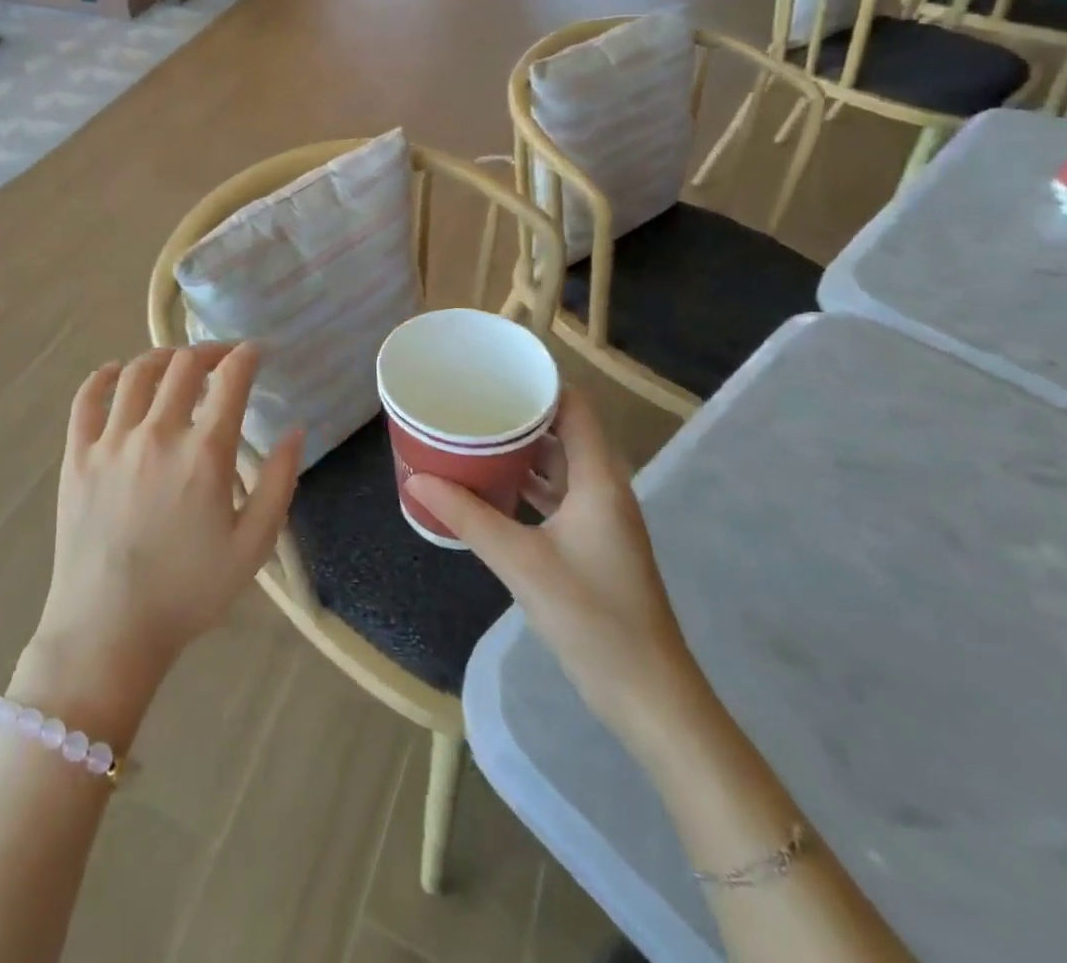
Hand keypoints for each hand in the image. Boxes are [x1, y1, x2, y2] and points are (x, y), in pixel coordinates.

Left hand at [22, 344, 302, 728]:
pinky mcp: (77, 455)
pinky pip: (86, 399)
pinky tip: (115, 373)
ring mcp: (111, 440)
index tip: (257, 351)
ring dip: (162, 357)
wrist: (109, 629)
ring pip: (136, 372)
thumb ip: (280, 483)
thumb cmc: (188, 592)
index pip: (231, 379)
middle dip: (209, 351)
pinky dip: (103, 376)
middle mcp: (158, 432)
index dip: (248, 355)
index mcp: (205, 453)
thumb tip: (295, 430)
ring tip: (176, 362)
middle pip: (184, 365)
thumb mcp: (253, 546)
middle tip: (222, 358)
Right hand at [405, 390, 702, 743]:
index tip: (495, 371)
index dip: (540, 383)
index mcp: (599, 480)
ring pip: (559, 465)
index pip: (575, 407)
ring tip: (473, 436)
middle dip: (520, 414)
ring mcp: (601, 518)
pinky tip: (491, 488)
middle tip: (471, 402)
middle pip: (564, 431)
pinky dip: (526, 484)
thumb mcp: (521, 562)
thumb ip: (468, 517)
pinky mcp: (592, 543)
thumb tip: (417, 479)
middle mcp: (604, 489)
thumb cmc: (593, 618)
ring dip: (521, 451)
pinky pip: (557, 494)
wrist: (649, 696)